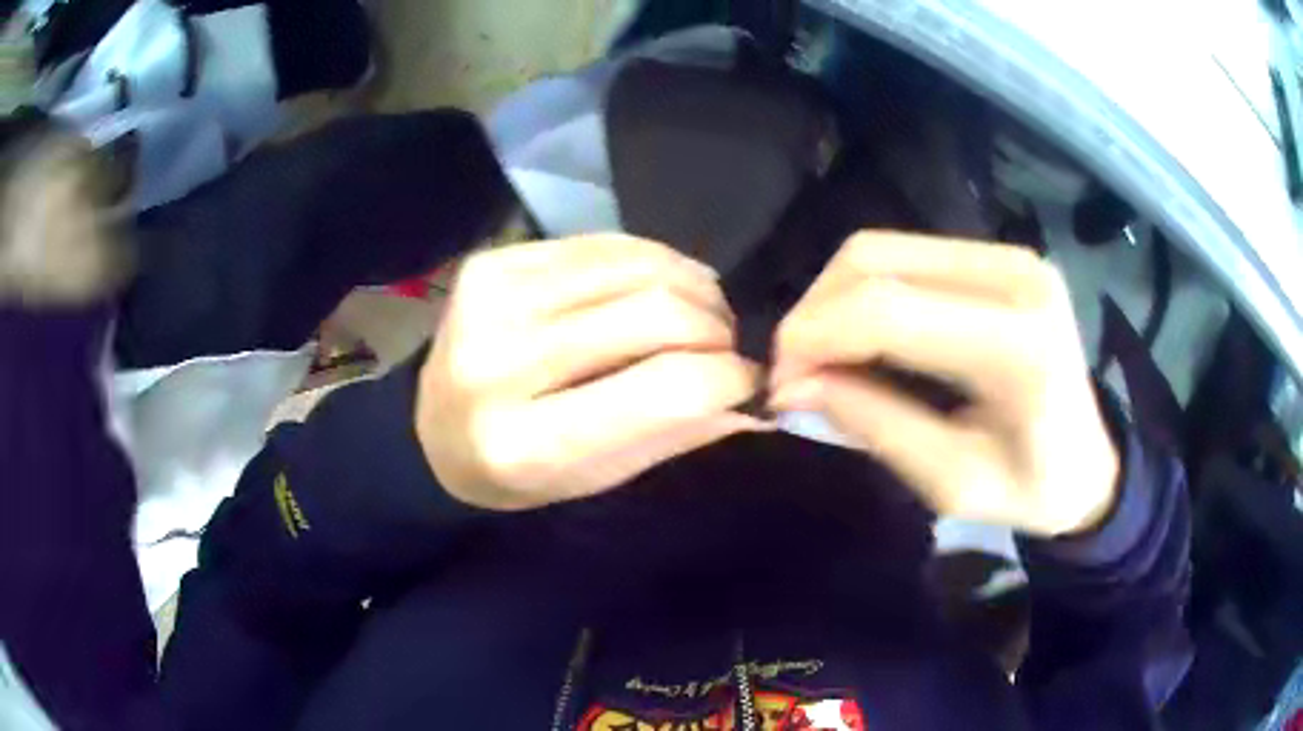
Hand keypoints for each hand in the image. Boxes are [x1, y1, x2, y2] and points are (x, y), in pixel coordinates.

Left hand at [415, 235, 766, 510]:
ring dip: (692, 289)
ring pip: (639, 267)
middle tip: (723, 346)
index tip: (746, 380)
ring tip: (698, 314)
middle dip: (715, 329)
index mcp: (525, 443)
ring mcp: (491, 299)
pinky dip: (652, 262)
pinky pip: (604, 243)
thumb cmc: (517, 470)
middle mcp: (499, 363)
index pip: (666, 388)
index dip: (728, 376)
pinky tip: (658, 286)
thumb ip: (677, 433)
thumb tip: (754, 397)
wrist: (431, 429)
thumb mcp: (595, 478)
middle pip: (657, 315)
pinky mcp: (494, 261)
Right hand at [770, 232, 1119, 536]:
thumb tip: (794, 384)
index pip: (889, 311)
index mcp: (1020, 344)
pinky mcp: (995, 255)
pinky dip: (862, 293)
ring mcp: (1006, 255)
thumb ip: (875, 425)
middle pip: (875, 260)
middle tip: (793, 373)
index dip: (815, 338)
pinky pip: (903, 256)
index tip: (778, 385)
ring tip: (820, 357)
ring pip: (881, 249)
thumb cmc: (1032, 488)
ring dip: (832, 299)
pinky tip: (857, 336)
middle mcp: (1014, 275)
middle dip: (814, 313)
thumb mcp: (952, 482)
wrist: (1090, 460)